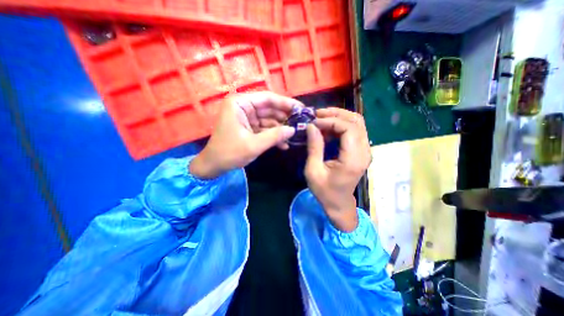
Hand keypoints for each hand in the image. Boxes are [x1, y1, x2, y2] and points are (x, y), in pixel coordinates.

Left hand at [191, 92, 303, 178]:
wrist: (214, 166)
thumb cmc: (230, 153)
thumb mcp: (254, 145)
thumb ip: (275, 136)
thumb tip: (293, 129)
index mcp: (240, 104)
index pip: (268, 98)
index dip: (286, 103)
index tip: (301, 109)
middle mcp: (244, 107)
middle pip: (270, 108)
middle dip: (285, 118)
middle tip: (301, 123)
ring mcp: (247, 118)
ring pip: (269, 120)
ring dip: (281, 129)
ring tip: (295, 136)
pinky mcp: (249, 128)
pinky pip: (265, 129)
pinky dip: (273, 136)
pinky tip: (284, 145)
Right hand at [304, 107, 370, 229]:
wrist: (339, 204)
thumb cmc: (324, 191)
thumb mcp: (313, 170)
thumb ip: (314, 147)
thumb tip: (311, 126)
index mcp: (353, 159)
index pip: (348, 128)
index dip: (330, 121)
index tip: (314, 122)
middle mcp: (364, 152)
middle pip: (356, 121)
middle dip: (336, 114)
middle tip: (317, 115)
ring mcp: (365, 151)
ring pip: (357, 123)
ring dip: (339, 117)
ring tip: (321, 118)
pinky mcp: (362, 151)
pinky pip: (355, 130)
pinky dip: (341, 125)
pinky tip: (328, 128)